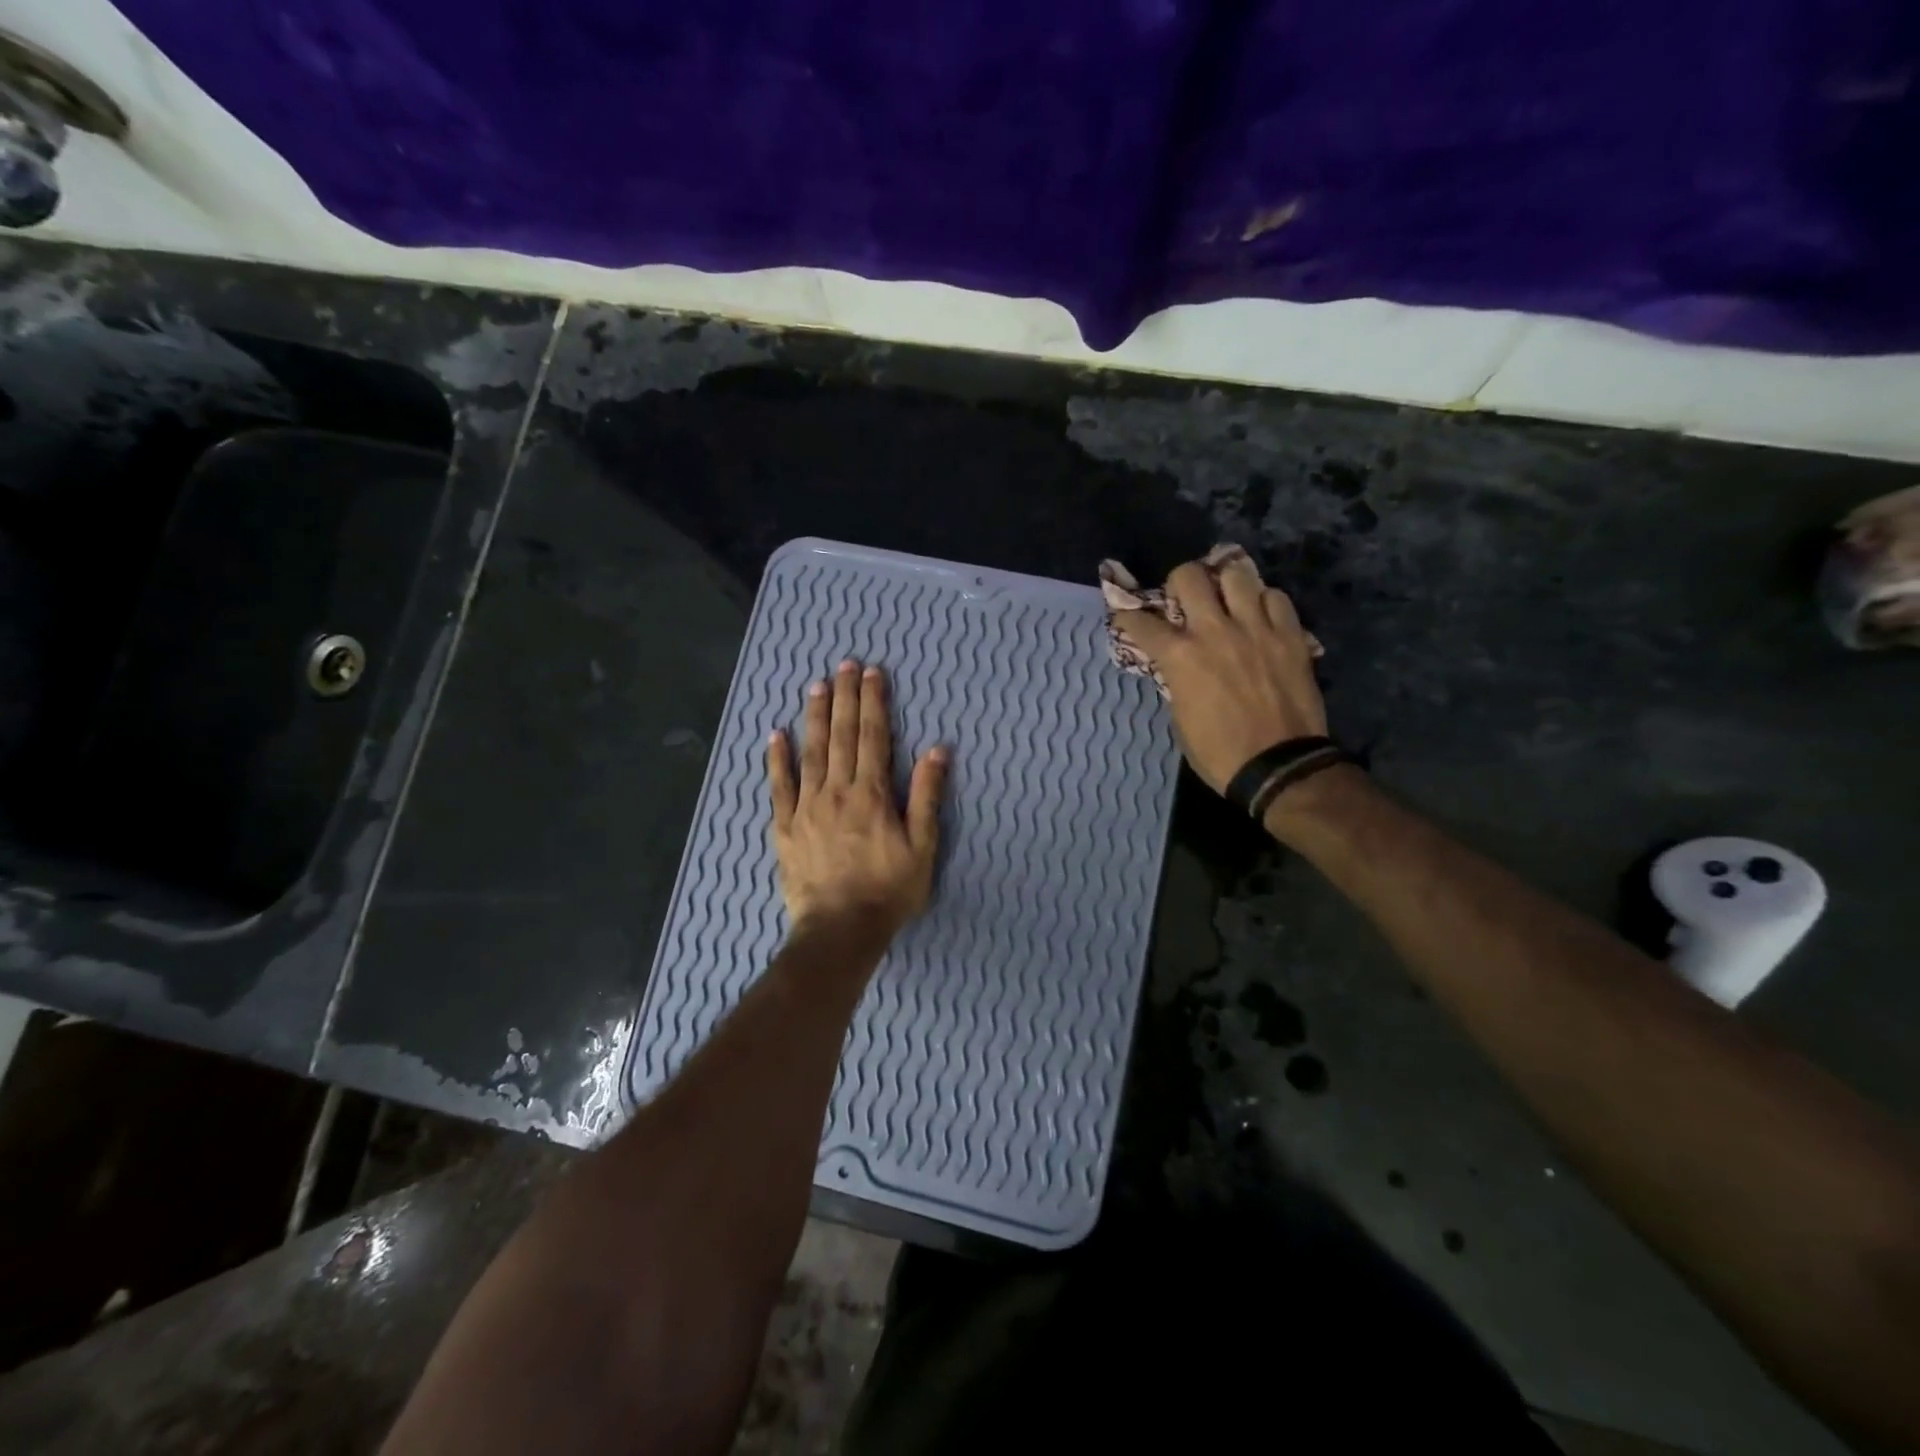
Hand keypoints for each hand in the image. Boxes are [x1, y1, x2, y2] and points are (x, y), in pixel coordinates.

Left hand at [767, 660, 948, 940]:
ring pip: (811, 752)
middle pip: (842, 735)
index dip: (873, 702)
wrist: (840, 929)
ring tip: (816, 686)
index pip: (873, 737)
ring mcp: (807, 807)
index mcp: (872, 794)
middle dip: (845, 697)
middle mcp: (837, 790)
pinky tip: (775, 735)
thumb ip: (926, 796)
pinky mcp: (785, 826)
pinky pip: (779, 786)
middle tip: (845, 665)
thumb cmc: (888, 890)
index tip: (872, 673)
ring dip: (815, 717)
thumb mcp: (922, 846)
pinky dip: (777, 759)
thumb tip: (936, 750)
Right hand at [1111, 551, 1327, 793]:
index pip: (1141, 621)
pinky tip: (1260, 617)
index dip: (1128, 616)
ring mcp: (1256, 628)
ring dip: (1225, 584)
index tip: (1127, 616)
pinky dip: (1263, 602)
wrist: (1277, 766)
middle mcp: (1214, 630)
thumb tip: (1175, 662)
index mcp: (1180, 656)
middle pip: (1189, 575)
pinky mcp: (1290, 635)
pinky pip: (1276, 597)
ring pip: (1237, 573)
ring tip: (1227, 598)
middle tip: (1185, 598)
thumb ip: (1176, 678)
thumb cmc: (1218, 751)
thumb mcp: (1180, 715)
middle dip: (1180, 582)